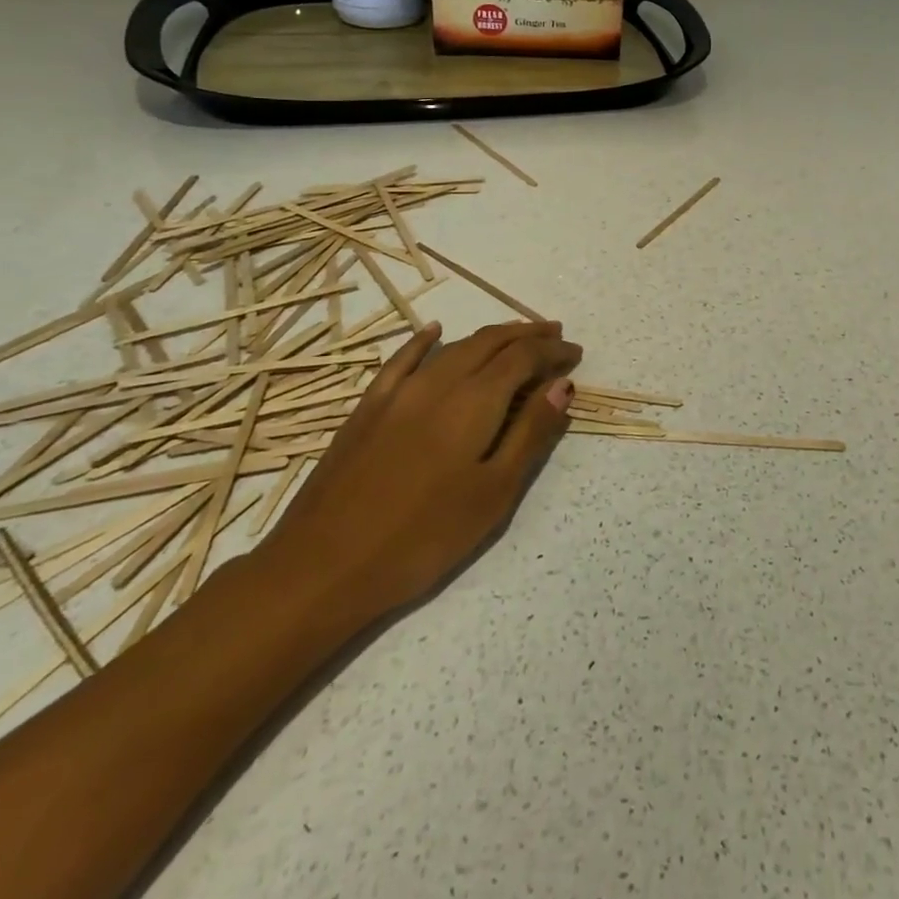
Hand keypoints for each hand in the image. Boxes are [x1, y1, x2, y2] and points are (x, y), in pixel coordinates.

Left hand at [258, 320, 580, 629]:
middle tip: (556, 336)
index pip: (523, 358)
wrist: (322, 567)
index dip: (553, 351)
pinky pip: (403, 359)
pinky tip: (434, 331)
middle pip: (491, 342)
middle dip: (528, 335)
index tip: (575, 354)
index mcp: (474, 401)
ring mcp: (398, 391)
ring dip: (491, 336)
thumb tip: (561, 385)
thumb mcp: (493, 493)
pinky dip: (425, 341)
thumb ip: (530, 433)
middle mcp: (439, 382)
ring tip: (516, 337)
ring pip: (454, 347)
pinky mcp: (368, 407)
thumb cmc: (423, 537)